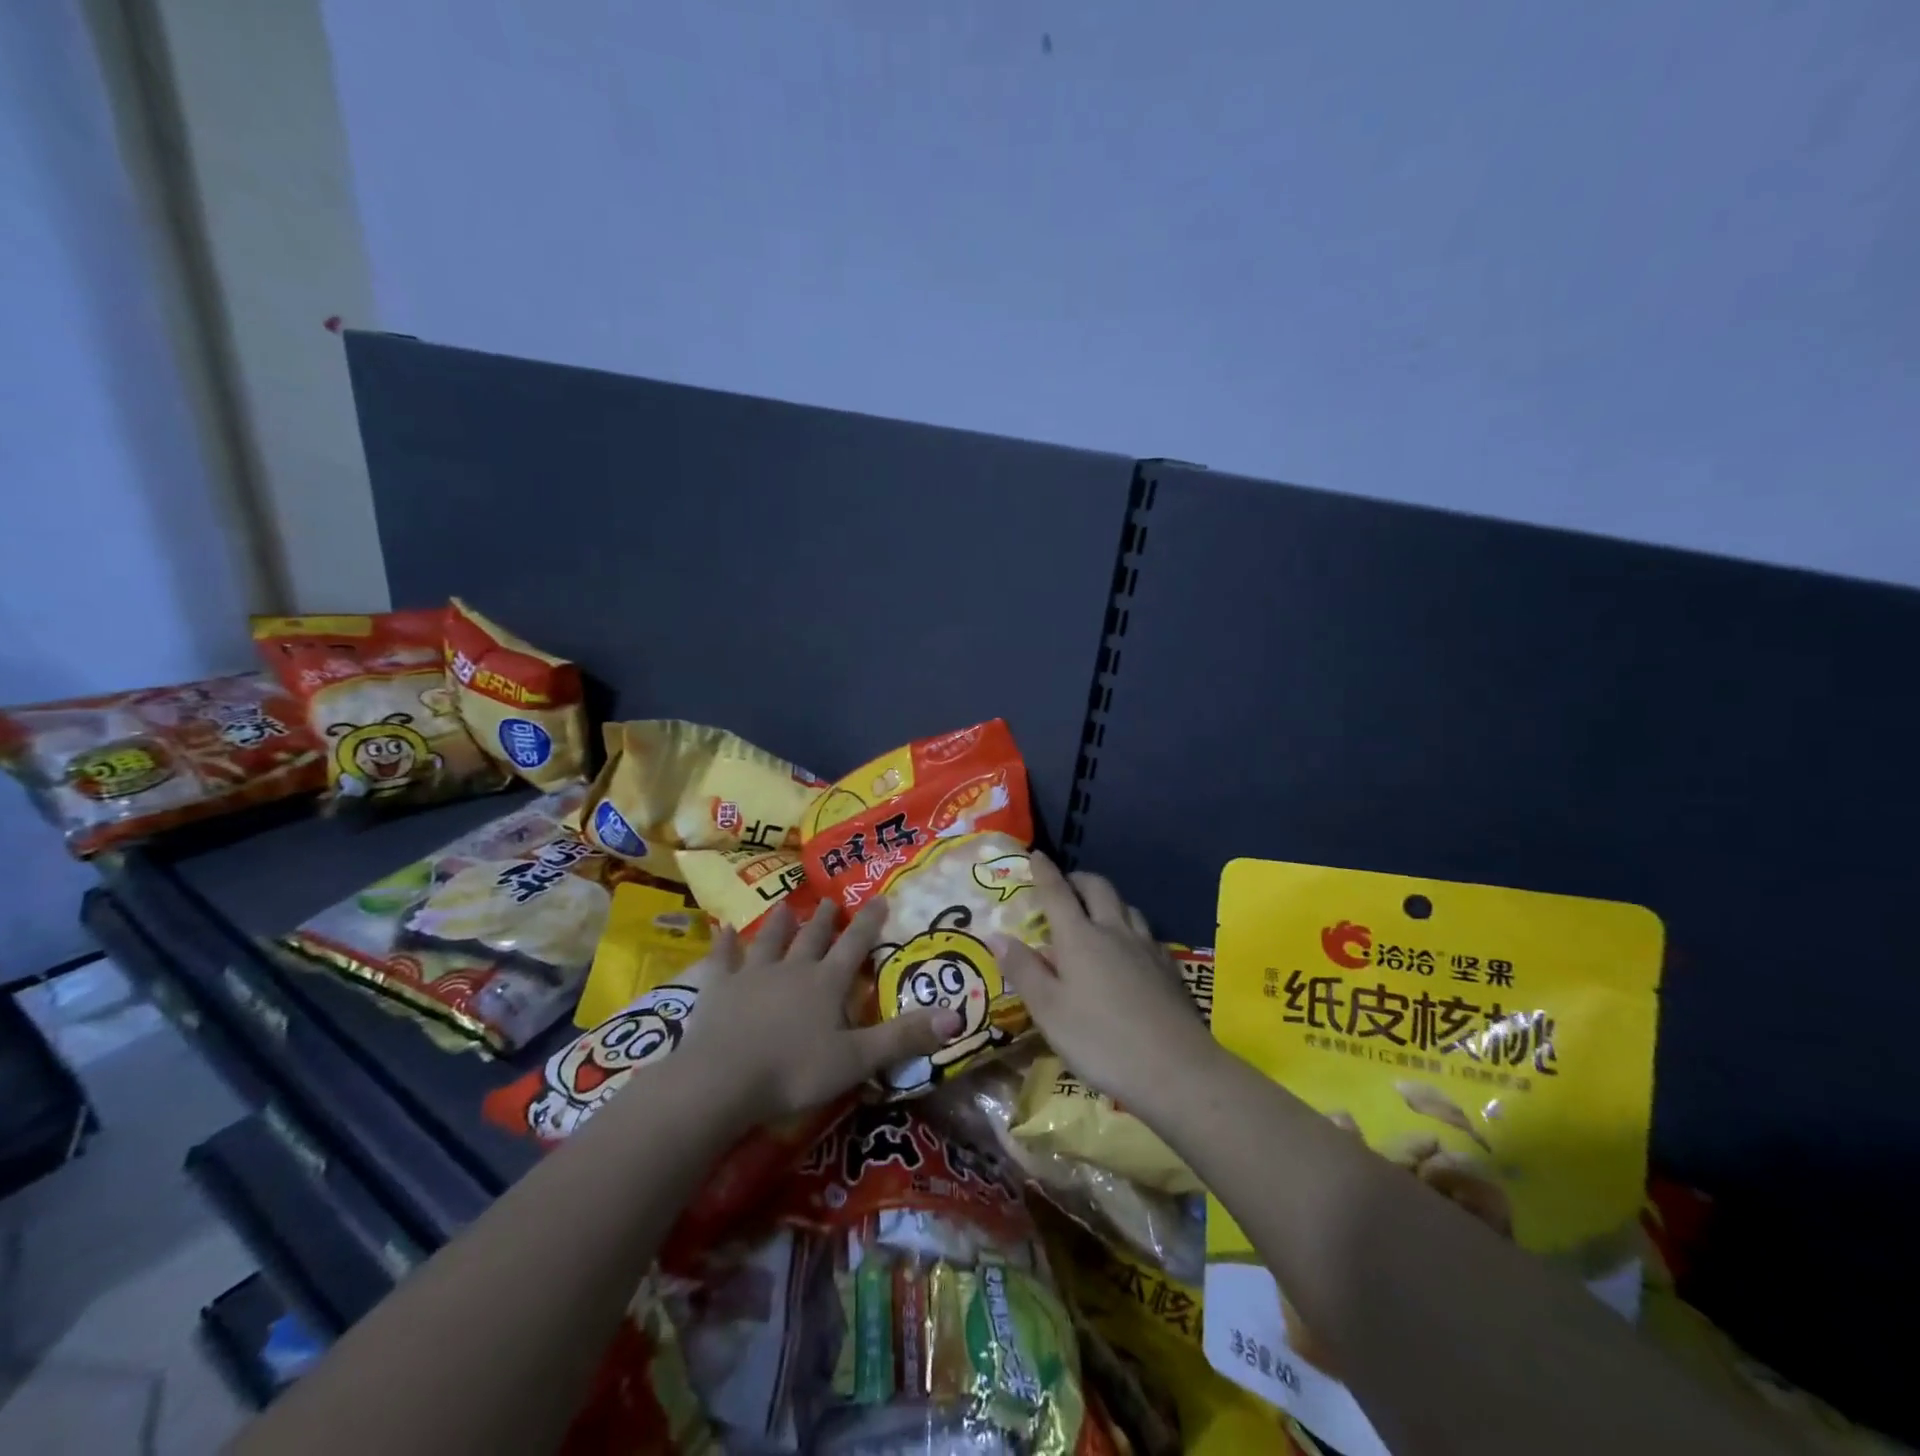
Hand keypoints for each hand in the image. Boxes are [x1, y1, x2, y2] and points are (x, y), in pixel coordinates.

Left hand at [676, 899, 961, 1124]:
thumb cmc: (794, 1071)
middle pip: (812, 938)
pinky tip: (722, 929)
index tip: (879, 898)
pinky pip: (722, 960)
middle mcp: (792, 970)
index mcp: (826, 984)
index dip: (869, 923)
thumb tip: (957, 1017)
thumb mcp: (857, 1060)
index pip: (854, 946)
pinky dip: (723, 944)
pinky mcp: (718, 989)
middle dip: (824, 920)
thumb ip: (904, 1038)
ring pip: (770, 941)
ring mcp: (752, 976)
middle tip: (830, 900)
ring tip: (785, 906)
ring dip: (779, 924)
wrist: (722, 1080)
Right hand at [994, 854, 1215, 1111]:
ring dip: (1108, 901)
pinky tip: (1129, 949)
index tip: (1036, 855)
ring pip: (1127, 907)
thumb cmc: (1100, 1040)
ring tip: (1097, 914)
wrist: (1175, 1069)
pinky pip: (1146, 933)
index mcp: (1080, 938)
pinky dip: (1130, 928)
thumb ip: (1023, 970)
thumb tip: (997, 935)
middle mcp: (1114, 931)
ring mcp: (1146, 948)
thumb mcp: (1049, 1010)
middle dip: (1079, 879)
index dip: (1044, 872)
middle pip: (1098, 888)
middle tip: (1066, 885)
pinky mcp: (1168, 968)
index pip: (1057, 893)